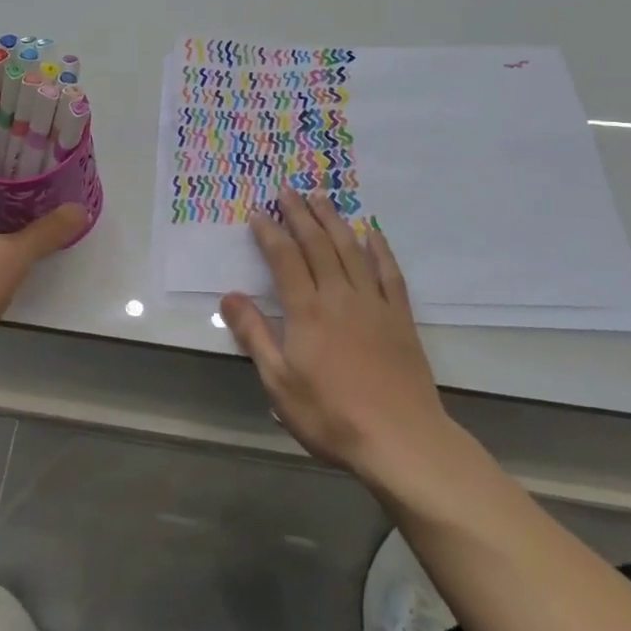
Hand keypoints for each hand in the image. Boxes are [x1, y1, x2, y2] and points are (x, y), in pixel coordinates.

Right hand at [220, 192, 458, 492]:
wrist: (401, 440)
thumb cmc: (331, 414)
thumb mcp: (279, 382)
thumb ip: (255, 335)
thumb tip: (229, 296)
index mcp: (307, 310)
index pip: (285, 259)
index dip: (270, 233)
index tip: (259, 213)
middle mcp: (339, 296)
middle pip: (318, 245)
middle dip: (301, 215)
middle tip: (289, 190)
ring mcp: (373, 304)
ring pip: (351, 250)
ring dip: (334, 221)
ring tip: (322, 198)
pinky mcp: (399, 317)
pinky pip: (389, 273)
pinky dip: (380, 249)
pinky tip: (373, 234)